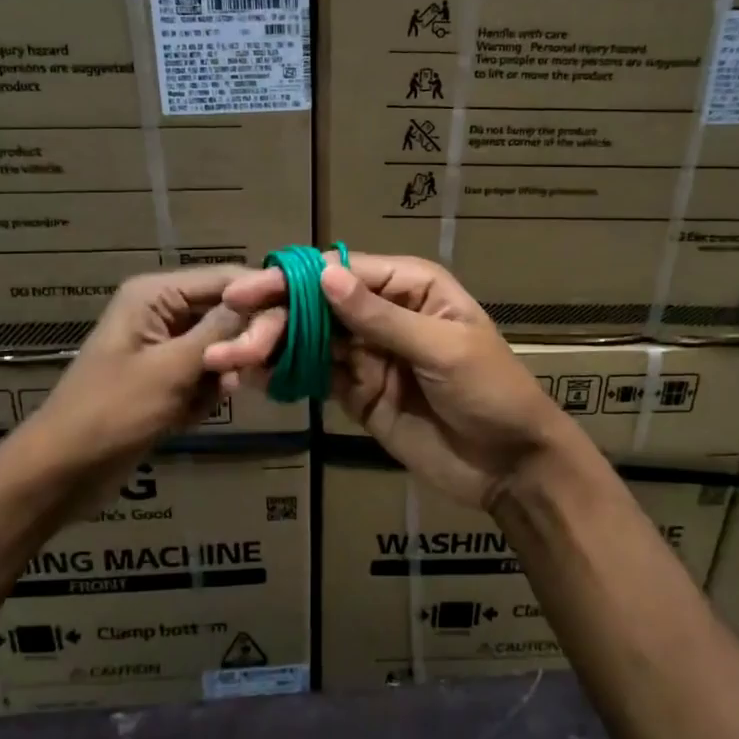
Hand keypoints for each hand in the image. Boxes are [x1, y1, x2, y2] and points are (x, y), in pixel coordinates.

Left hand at [0, 267, 245, 518]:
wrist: (62, 471)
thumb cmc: (112, 413)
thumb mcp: (172, 369)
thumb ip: (221, 332)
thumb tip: (266, 301)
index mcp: (156, 295)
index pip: (226, 279)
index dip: (262, 298)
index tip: (296, 325)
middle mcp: (162, 311)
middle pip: (226, 313)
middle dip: (238, 345)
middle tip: (240, 376)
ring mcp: (164, 347)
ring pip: (220, 348)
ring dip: (220, 375)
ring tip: (205, 399)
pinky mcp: (165, 378)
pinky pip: (205, 375)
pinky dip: (204, 395)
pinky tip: (188, 415)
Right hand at [207, 251, 568, 509]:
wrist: (511, 466)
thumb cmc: (492, 392)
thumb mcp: (442, 349)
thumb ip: (381, 318)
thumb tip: (325, 277)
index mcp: (410, 287)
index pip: (343, 272)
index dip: (295, 279)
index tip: (249, 292)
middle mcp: (382, 313)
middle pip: (317, 304)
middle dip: (275, 319)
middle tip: (233, 342)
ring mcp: (368, 354)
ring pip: (309, 339)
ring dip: (269, 347)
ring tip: (227, 360)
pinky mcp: (357, 393)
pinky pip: (314, 376)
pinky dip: (283, 375)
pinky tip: (250, 377)